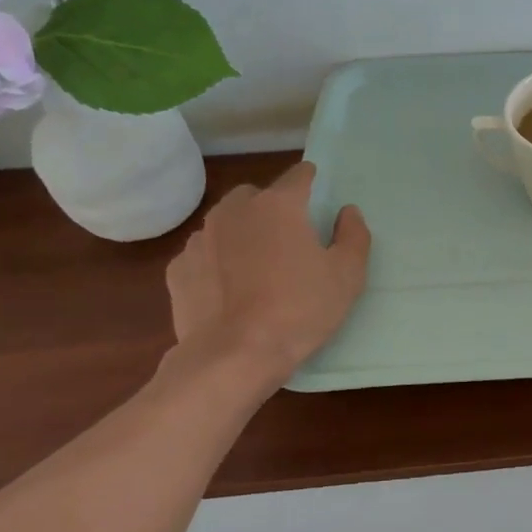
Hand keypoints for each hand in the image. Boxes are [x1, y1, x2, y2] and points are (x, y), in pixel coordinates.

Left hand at [164, 162, 370, 392]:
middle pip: (256, 195)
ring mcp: (200, 239)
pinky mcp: (178, 269)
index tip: (319, 196)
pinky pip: (204, 254)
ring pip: (226, 223)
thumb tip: (347, 211)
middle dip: (271, 208)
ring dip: (242, 234)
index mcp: (278, 205)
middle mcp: (234, 211)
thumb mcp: (347, 275)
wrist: (234, 356)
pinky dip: (217, 263)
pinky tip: (230, 291)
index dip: (312, 182)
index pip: (299, 175)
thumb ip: (353, 235)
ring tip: (257, 269)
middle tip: (289, 240)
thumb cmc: (300, 309)